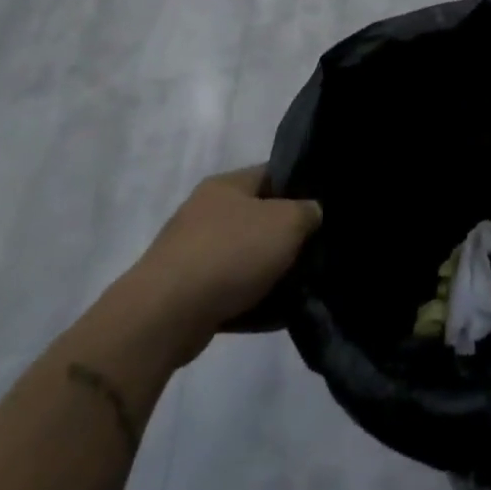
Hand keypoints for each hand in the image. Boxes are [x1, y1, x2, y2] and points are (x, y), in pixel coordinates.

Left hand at [127, 167, 321, 357]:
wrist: (165, 316)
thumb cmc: (231, 253)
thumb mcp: (287, 222)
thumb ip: (308, 212)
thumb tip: (311, 213)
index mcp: (227, 185)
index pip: (273, 174)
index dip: (302, 186)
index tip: (326, 208)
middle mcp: (206, 212)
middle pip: (261, 218)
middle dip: (289, 236)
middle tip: (318, 250)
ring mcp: (193, 253)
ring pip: (247, 258)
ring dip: (272, 273)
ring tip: (304, 287)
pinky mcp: (187, 293)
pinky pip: (232, 292)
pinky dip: (253, 301)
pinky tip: (279, 315)